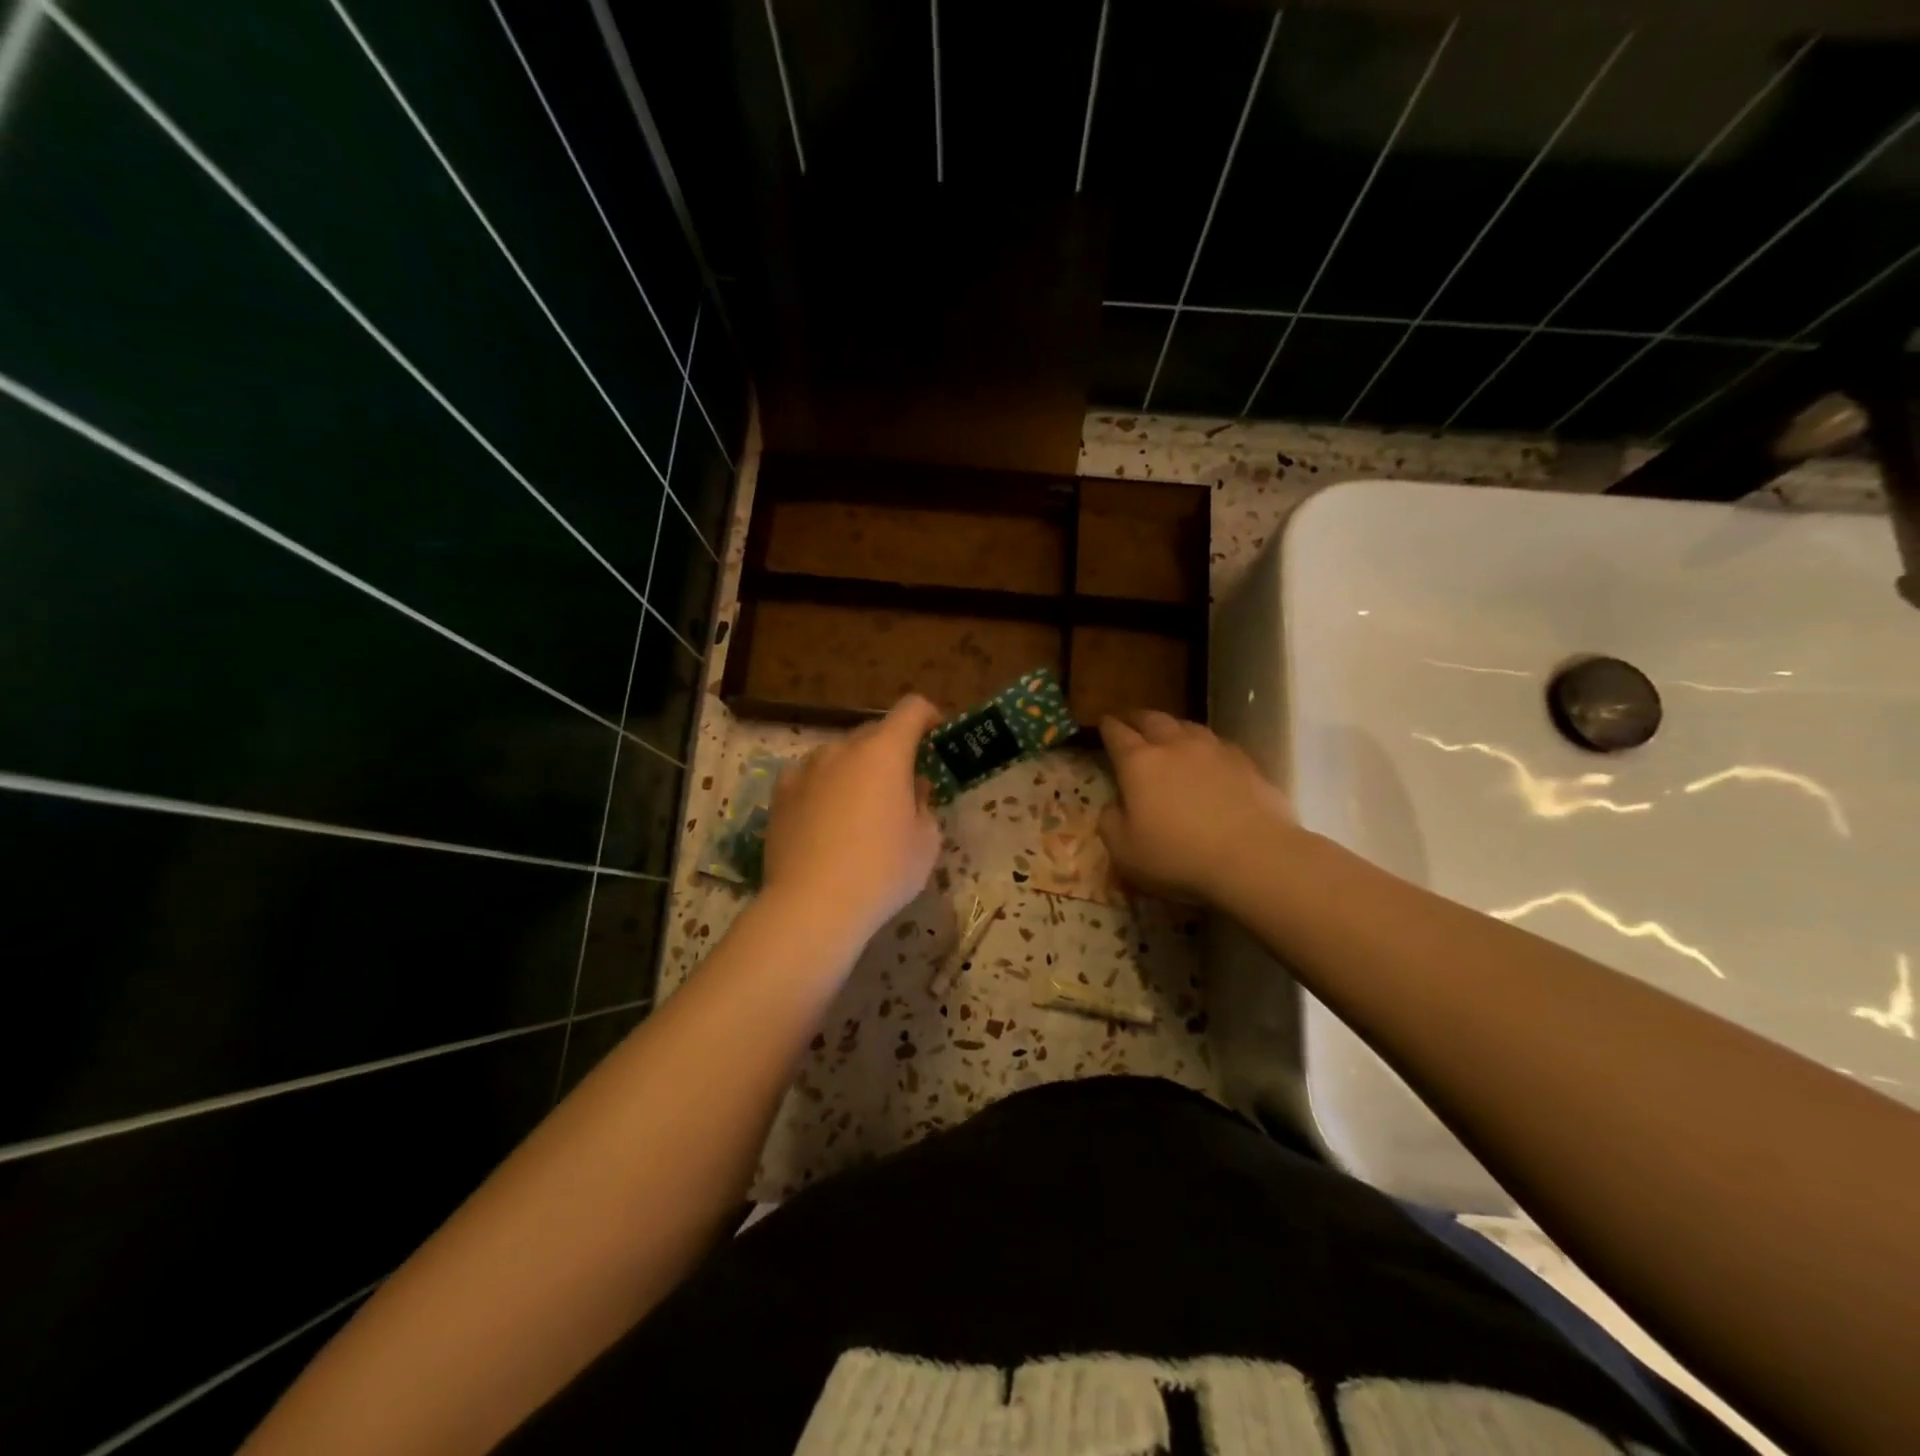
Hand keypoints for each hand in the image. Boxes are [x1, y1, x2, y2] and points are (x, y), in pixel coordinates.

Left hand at [762, 695, 945, 944]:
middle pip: (874, 731)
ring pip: (839, 755)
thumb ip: (925, 805)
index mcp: (885, 752)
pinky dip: (823, 786)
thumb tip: (913, 789)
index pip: (912, 709)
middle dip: (893, 750)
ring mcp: (806, 769)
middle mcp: (843, 749)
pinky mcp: (780, 793)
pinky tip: (824, 818)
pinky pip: (809, 776)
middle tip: (903, 787)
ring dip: (856, 768)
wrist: (812, 906)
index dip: (929, 717)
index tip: (936, 738)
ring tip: (860, 808)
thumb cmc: (882, 871)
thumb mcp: (926, 842)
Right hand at [1097, 711, 1296, 904]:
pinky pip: (1217, 743)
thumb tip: (1114, 806)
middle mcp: (1174, 745)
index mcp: (1138, 763)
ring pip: (1186, 725)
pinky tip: (1207, 757)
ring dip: (1172, 727)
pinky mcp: (1245, 761)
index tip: (1103, 723)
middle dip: (1137, 718)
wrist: (1253, 856)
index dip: (1107, 727)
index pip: (1116, 733)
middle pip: (1152, 719)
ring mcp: (1212, 749)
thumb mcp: (1125, 851)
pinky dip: (1204, 745)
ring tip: (1168, 734)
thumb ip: (1110, 822)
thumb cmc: (1178, 856)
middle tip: (1131, 722)